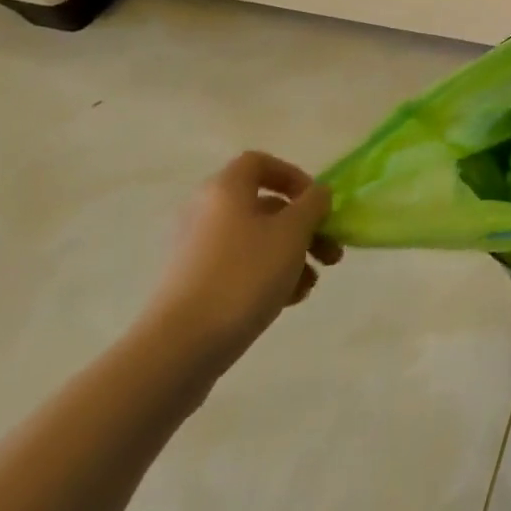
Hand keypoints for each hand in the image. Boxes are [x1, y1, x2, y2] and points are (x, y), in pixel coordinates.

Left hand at [144, 152, 341, 375]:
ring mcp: (195, 251)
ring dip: (291, 255)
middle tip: (330, 253)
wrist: (180, 347)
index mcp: (225, 189)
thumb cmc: (244, 275)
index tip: (316, 203)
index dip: (293, 176)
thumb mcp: (293, 232)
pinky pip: (238, 267)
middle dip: (304, 227)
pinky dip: (266, 276)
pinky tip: (288, 301)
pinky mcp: (191, 285)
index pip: (260, 163)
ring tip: (311, 285)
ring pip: (255, 240)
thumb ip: (313, 205)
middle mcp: (205, 212)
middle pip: (264, 206)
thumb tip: (317, 194)